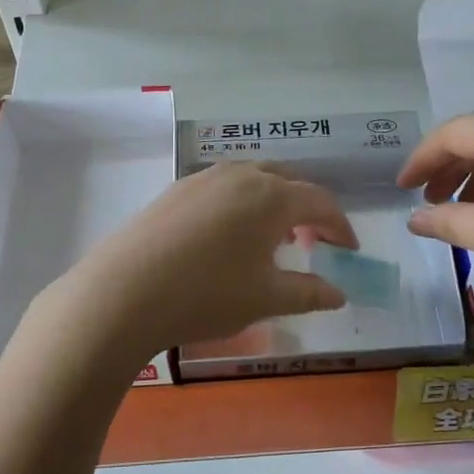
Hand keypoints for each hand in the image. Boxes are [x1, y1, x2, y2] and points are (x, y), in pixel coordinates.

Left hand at [55, 163, 354, 359]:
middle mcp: (241, 175)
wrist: (124, 292)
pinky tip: (229, 237)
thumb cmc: (207, 294)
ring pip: (253, 179)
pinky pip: (224, 187)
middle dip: (308, 208)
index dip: (340, 225)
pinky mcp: (176, 190)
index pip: (320, 201)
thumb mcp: (266, 298)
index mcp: (272, 196)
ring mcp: (204, 178)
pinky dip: (242, 204)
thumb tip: (338, 294)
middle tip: (313, 241)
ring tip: (272, 238)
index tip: (349, 250)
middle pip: (288, 181)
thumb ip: (309, 292)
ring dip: (274, 203)